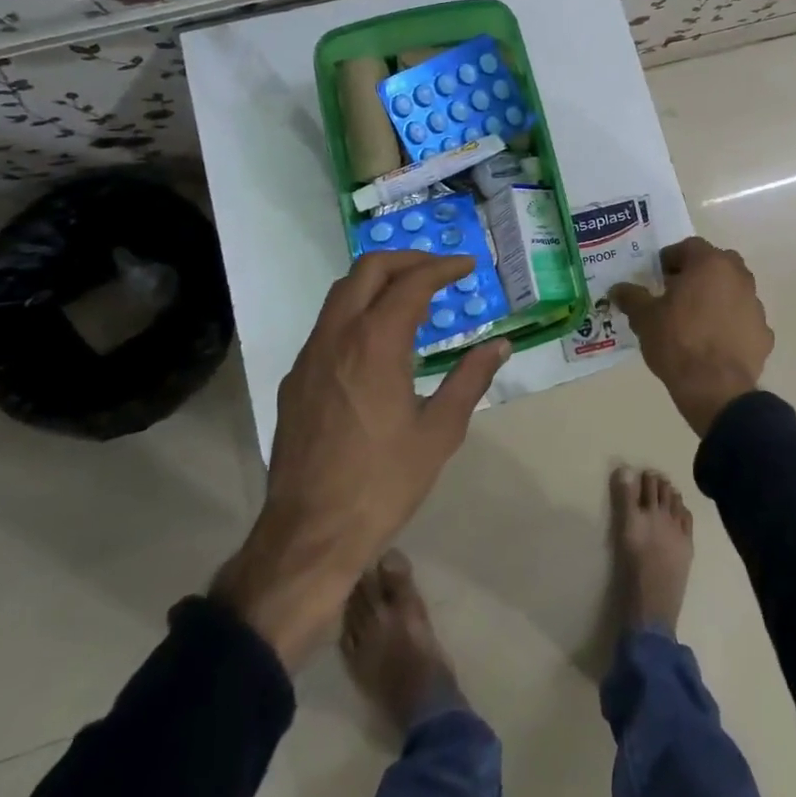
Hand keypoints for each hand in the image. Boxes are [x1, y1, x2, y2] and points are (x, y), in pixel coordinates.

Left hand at [212, 252, 511, 669]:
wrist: (309, 536)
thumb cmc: (383, 483)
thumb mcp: (440, 432)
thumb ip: (471, 379)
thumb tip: (499, 345)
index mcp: (376, 343)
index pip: (412, 282)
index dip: (443, 267)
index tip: (468, 267)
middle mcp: (338, 337)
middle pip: (368, 270)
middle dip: (407, 260)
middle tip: (439, 270)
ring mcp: (310, 357)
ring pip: (341, 293)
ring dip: (378, 282)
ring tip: (412, 299)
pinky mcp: (296, 380)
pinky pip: (327, 325)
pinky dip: (357, 312)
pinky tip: (377, 343)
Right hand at [609, 237, 771, 435]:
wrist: (716, 389)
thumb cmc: (677, 342)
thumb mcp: (644, 318)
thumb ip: (631, 298)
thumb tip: (617, 289)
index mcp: (710, 264)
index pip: (689, 247)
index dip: (670, 259)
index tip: (657, 278)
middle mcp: (739, 276)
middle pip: (716, 264)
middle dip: (697, 274)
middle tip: (676, 295)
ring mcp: (756, 305)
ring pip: (733, 291)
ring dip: (716, 298)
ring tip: (695, 321)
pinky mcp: (764, 333)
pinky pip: (743, 320)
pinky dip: (731, 325)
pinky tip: (714, 344)